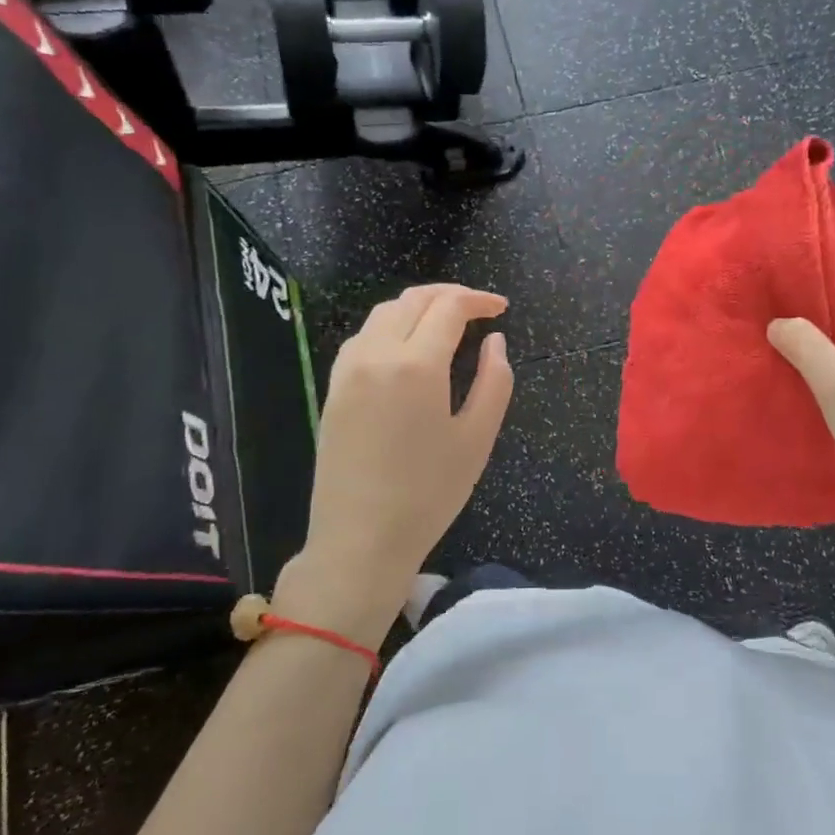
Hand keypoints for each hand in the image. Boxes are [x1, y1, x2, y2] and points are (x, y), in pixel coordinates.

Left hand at [273, 284, 513, 648]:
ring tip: (446, 323)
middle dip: (450, 295)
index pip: (448, 308)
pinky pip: (364, 336)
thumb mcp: (477, 439)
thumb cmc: (429, 494)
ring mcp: (348, 370)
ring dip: (418, 307)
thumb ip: (494, 381)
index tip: (501, 309)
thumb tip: (495, 341)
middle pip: (413, 300)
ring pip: (384, 313)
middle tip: (478, 309)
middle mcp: (376, 354)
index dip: (478, 300)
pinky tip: (408, 347)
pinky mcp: (333, 388)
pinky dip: (391, 326)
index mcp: (416, 365)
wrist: (360, 540)